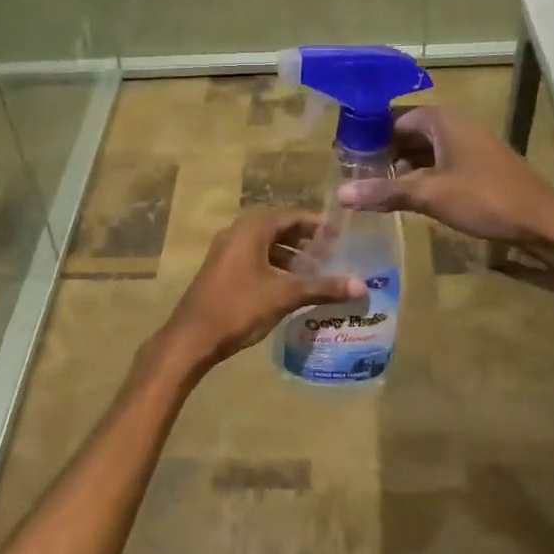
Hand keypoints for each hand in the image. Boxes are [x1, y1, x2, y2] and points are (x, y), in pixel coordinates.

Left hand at [160, 209, 364, 367]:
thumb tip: (361, 286)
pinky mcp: (221, 272)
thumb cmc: (239, 308)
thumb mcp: (285, 295)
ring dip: (290, 256)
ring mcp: (225, 253)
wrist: (193, 337)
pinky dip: (274, 267)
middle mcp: (236, 234)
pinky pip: (254, 260)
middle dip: (305, 241)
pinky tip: (290, 287)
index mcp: (251, 230)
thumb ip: (322, 287)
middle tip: (332, 254)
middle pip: (278, 229)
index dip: (316, 225)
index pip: (290, 216)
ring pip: (265, 246)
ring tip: (316, 273)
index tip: (340, 236)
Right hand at [335, 106, 553, 290]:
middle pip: (409, 133)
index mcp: (444, 121)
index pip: (396, 117)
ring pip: (424, 151)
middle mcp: (456, 127)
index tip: (347, 155)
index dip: (371, 134)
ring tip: (374, 189)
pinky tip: (406, 197)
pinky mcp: (478, 168)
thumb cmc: (485, 199)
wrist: (543, 222)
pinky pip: (439, 165)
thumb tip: (341, 194)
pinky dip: (420, 177)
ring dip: (401, 167)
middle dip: (383, 152)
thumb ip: (385, 192)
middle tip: (356, 175)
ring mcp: (469, 147)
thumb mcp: (430, 195)